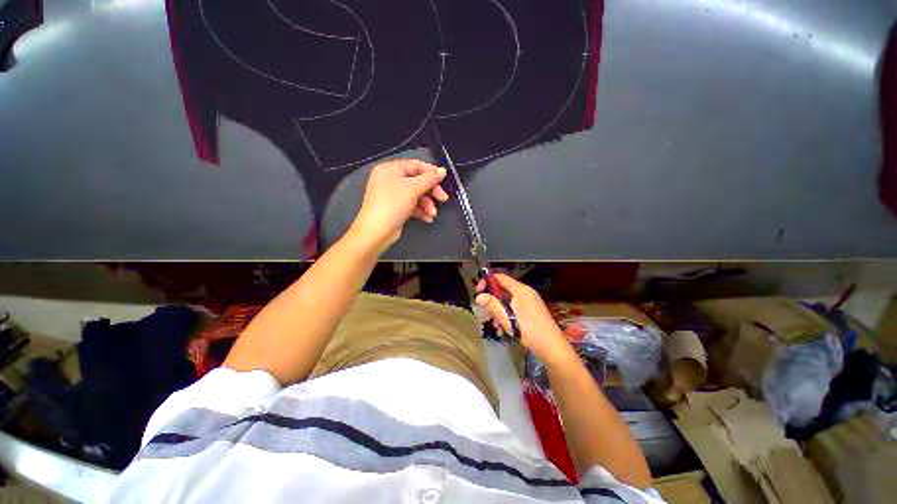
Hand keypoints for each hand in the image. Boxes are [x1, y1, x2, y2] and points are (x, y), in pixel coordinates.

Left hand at [350, 159, 448, 250]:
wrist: (377, 232)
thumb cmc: (392, 205)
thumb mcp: (413, 189)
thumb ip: (429, 178)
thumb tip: (442, 170)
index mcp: (390, 169)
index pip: (415, 165)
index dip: (431, 172)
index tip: (444, 179)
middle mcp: (390, 180)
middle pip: (417, 181)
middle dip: (431, 192)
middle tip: (443, 198)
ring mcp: (392, 195)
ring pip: (416, 195)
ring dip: (427, 204)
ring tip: (433, 213)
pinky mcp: (396, 208)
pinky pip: (412, 205)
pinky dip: (421, 211)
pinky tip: (428, 218)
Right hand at [476, 273, 575, 364]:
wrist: (552, 348)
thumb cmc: (528, 330)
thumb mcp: (507, 318)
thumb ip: (492, 305)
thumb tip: (478, 297)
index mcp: (520, 290)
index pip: (500, 277)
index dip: (487, 282)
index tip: (478, 292)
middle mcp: (525, 293)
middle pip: (503, 290)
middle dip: (492, 301)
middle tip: (486, 312)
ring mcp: (529, 302)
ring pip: (508, 302)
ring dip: (499, 312)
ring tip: (496, 327)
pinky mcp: (531, 312)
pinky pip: (515, 309)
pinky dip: (507, 317)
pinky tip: (504, 331)